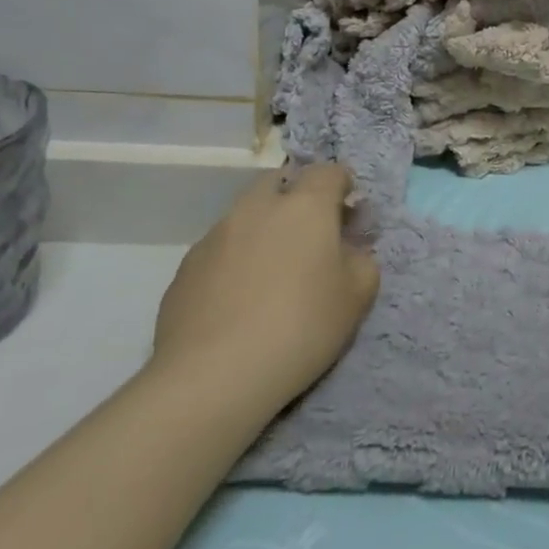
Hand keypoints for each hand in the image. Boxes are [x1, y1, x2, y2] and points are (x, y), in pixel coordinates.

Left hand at [149, 163, 379, 413]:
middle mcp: (258, 207)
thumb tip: (349, 248)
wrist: (213, 376)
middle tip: (309, 239)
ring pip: (246, 215)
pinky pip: (220, 249)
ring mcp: (216, 234)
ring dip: (263, 229)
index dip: (343, 188)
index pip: (330, 172)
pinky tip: (238, 301)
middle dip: (296, 198)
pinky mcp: (186, 266)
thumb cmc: (300, 327)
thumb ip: (362, 260)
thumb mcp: (357, 297)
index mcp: (305, 205)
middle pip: (280, 182)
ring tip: (270, 275)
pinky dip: (235, 260)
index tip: (348, 218)